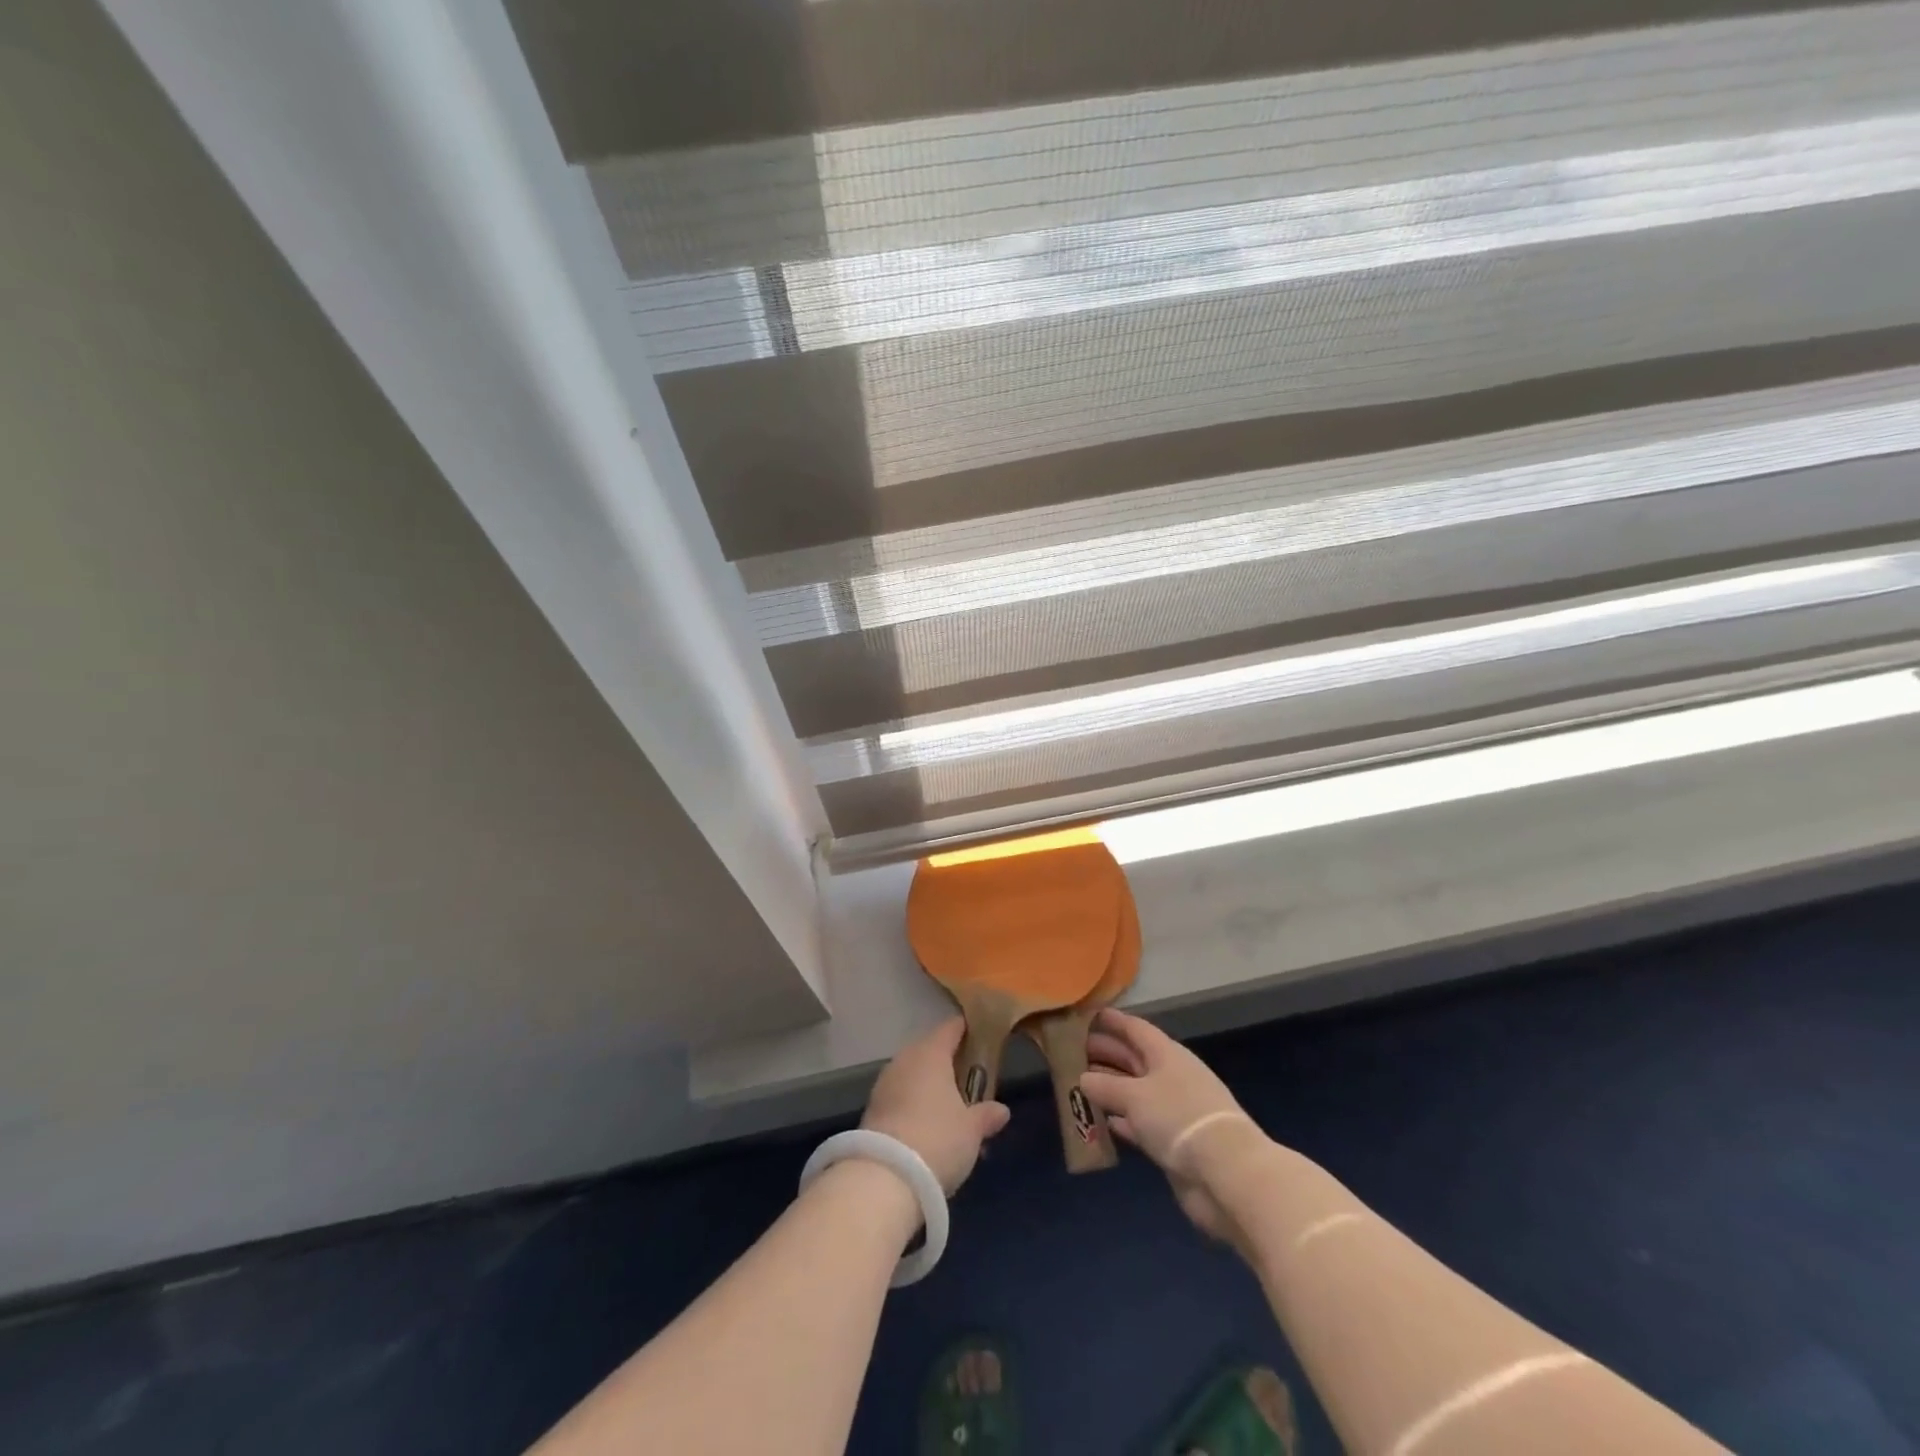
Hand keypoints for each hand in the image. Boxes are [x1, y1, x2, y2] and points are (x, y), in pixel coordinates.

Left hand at [863, 1017, 1011, 1193]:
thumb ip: (986, 1114)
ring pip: (913, 1075)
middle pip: (930, 1051)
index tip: (982, 1037)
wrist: (884, 1177)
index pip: (951, 1028)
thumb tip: (1001, 1109)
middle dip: (949, 1064)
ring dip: (929, 1087)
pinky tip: (926, 1128)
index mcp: (931, 1052)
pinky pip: (900, 1097)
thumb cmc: (938, 1139)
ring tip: (950, 1110)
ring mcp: (884, 1083)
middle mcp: (905, 1059)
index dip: (967, 1030)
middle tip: (969, 1081)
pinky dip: (913, 1105)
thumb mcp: (972, 1130)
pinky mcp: (871, 1109)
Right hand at [1080, 1009, 1272, 1245]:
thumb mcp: (1135, 1095)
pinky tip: (1103, 1121)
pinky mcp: (1174, 1141)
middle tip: (1072, 1051)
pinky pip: (1141, 1122)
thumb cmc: (1178, 1118)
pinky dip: (1122, 1120)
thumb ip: (1105, 1086)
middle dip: (1106, 1053)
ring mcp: (1174, 1110)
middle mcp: (1171, 1076)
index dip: (1112, 1021)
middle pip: (1134, 1058)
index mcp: (1167, 1054)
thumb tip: (1083, 1079)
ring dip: (1110, 1088)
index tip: (1088, 1015)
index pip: (1135, 1029)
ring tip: (1079, 1084)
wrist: (1225, 1173)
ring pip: (1135, 1091)